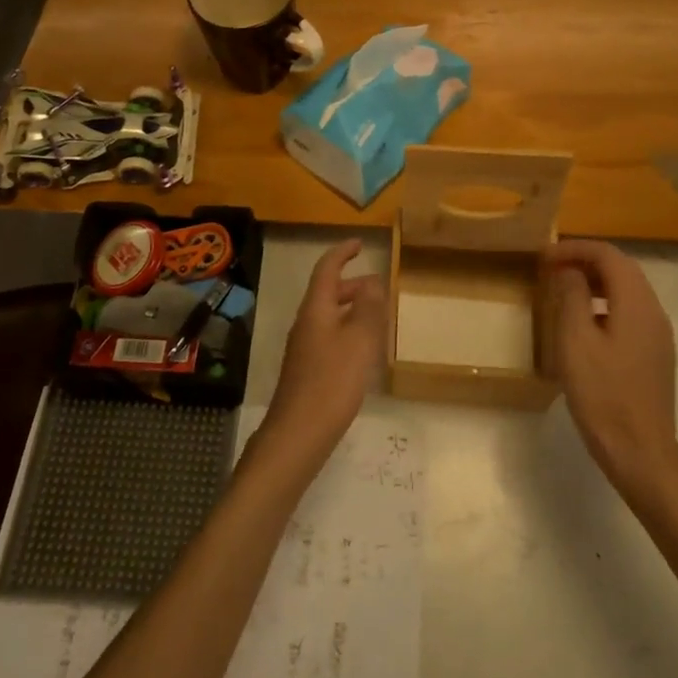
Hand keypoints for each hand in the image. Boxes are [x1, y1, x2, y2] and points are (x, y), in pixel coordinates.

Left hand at [260, 239, 386, 472]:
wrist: (299, 433)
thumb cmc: (332, 382)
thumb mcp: (359, 341)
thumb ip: (368, 308)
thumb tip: (372, 282)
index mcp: (316, 309)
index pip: (326, 269)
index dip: (342, 252)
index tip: (359, 244)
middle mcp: (306, 323)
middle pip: (327, 293)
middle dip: (351, 284)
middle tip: (378, 286)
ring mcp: (304, 347)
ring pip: (329, 316)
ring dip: (351, 310)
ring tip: (377, 317)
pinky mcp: (307, 370)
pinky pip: (329, 337)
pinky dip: (347, 331)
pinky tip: (363, 351)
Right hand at [542, 240, 677, 498]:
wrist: (641, 453)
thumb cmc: (603, 394)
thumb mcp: (575, 341)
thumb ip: (572, 297)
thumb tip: (569, 270)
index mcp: (636, 303)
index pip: (608, 255)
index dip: (574, 249)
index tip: (543, 258)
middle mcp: (654, 312)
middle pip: (622, 268)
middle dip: (585, 261)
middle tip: (550, 269)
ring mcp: (658, 335)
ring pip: (627, 290)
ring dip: (595, 281)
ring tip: (562, 291)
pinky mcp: (655, 354)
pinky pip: (630, 312)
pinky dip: (605, 303)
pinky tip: (584, 323)